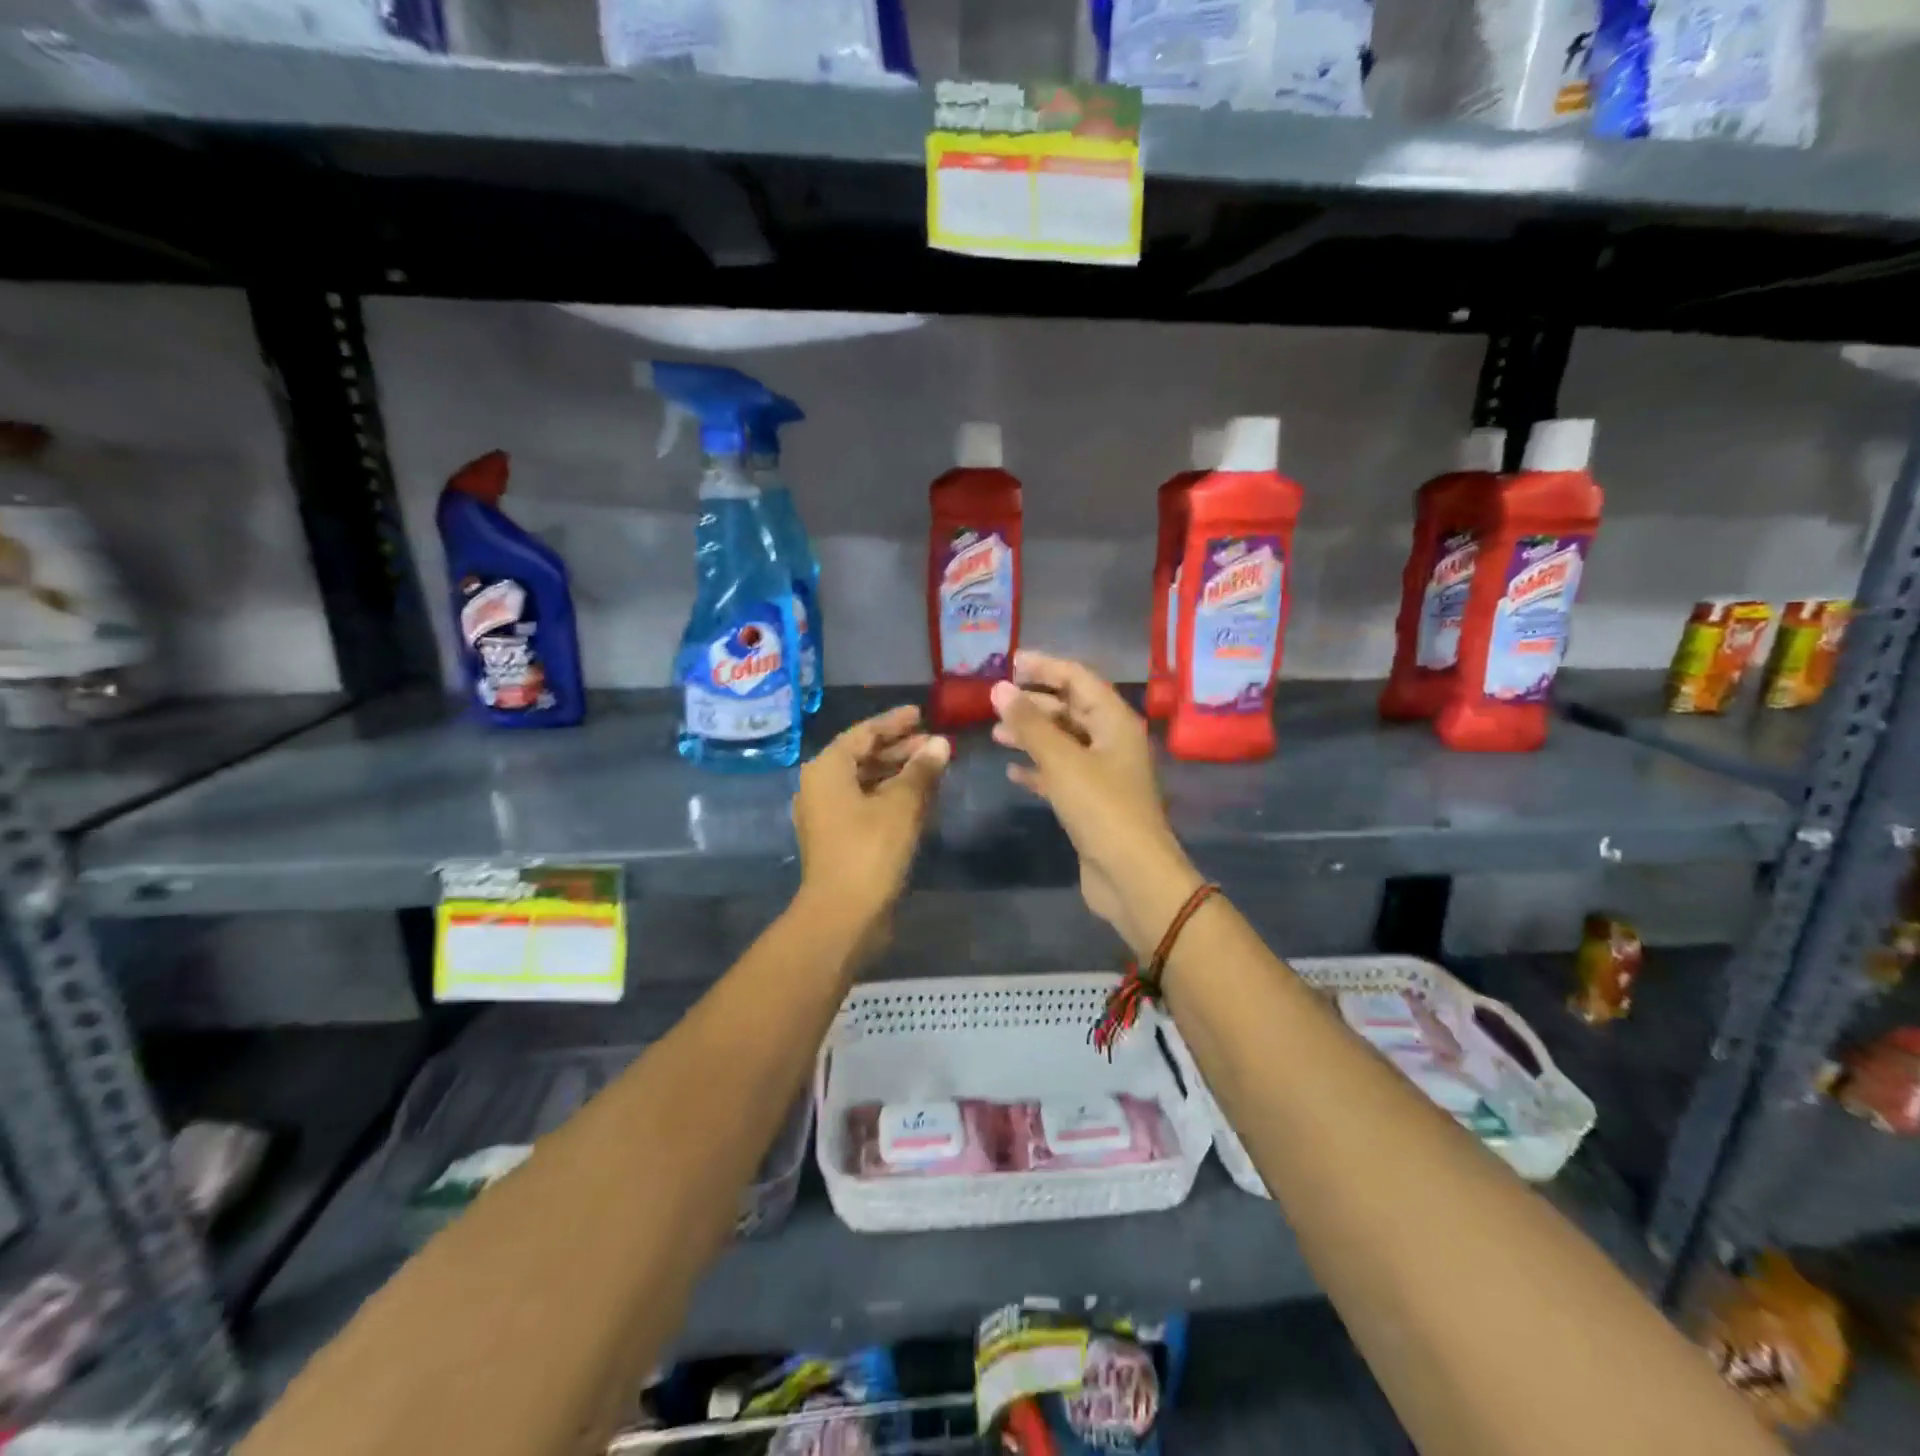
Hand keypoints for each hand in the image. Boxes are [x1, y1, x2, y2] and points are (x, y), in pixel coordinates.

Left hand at [793, 706, 949, 951]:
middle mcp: (820, 787)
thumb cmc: (870, 849)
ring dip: (898, 773)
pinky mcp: (839, 839)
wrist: (843, 915)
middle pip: (863, 756)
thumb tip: (941, 743)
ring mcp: (827, 815)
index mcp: (827, 769)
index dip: (894, 722)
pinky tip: (920, 798)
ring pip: (866, 782)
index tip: (921, 713)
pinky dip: (891, 796)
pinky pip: (867, 804)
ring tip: (934, 768)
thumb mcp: (902, 804)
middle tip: (934, 743)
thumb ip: (922, 769)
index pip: (863, 733)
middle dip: (900, 749)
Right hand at [989, 651, 1205, 958]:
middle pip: (1071, 708)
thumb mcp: (1062, 760)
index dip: (1045, 666)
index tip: (1010, 661)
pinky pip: (1061, 774)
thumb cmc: (1101, 808)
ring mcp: (1104, 773)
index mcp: (1115, 721)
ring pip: (1064, 742)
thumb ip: (1029, 723)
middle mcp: (1112, 741)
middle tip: (997, 699)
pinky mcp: (1092, 802)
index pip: (1079, 679)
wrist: (1131, 875)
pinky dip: (1038, 769)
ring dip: (1032, 735)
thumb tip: (999, 688)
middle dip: (1035, 702)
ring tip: (996, 733)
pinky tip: (1012, 773)